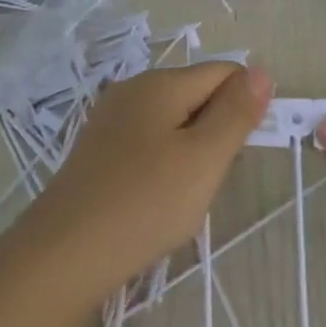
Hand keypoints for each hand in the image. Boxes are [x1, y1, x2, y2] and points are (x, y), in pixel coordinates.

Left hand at [20, 63, 272, 297]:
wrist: (64, 255)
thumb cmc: (145, 203)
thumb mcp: (205, 158)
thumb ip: (236, 113)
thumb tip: (261, 72)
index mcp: (160, 82)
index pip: (225, 73)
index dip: (245, 106)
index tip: (241, 152)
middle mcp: (132, 90)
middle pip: (197, 94)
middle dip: (216, 130)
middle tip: (209, 178)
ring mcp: (110, 120)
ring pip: (173, 121)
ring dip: (191, 151)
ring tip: (183, 193)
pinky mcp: (98, 150)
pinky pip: (148, 142)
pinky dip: (164, 163)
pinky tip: (155, 197)